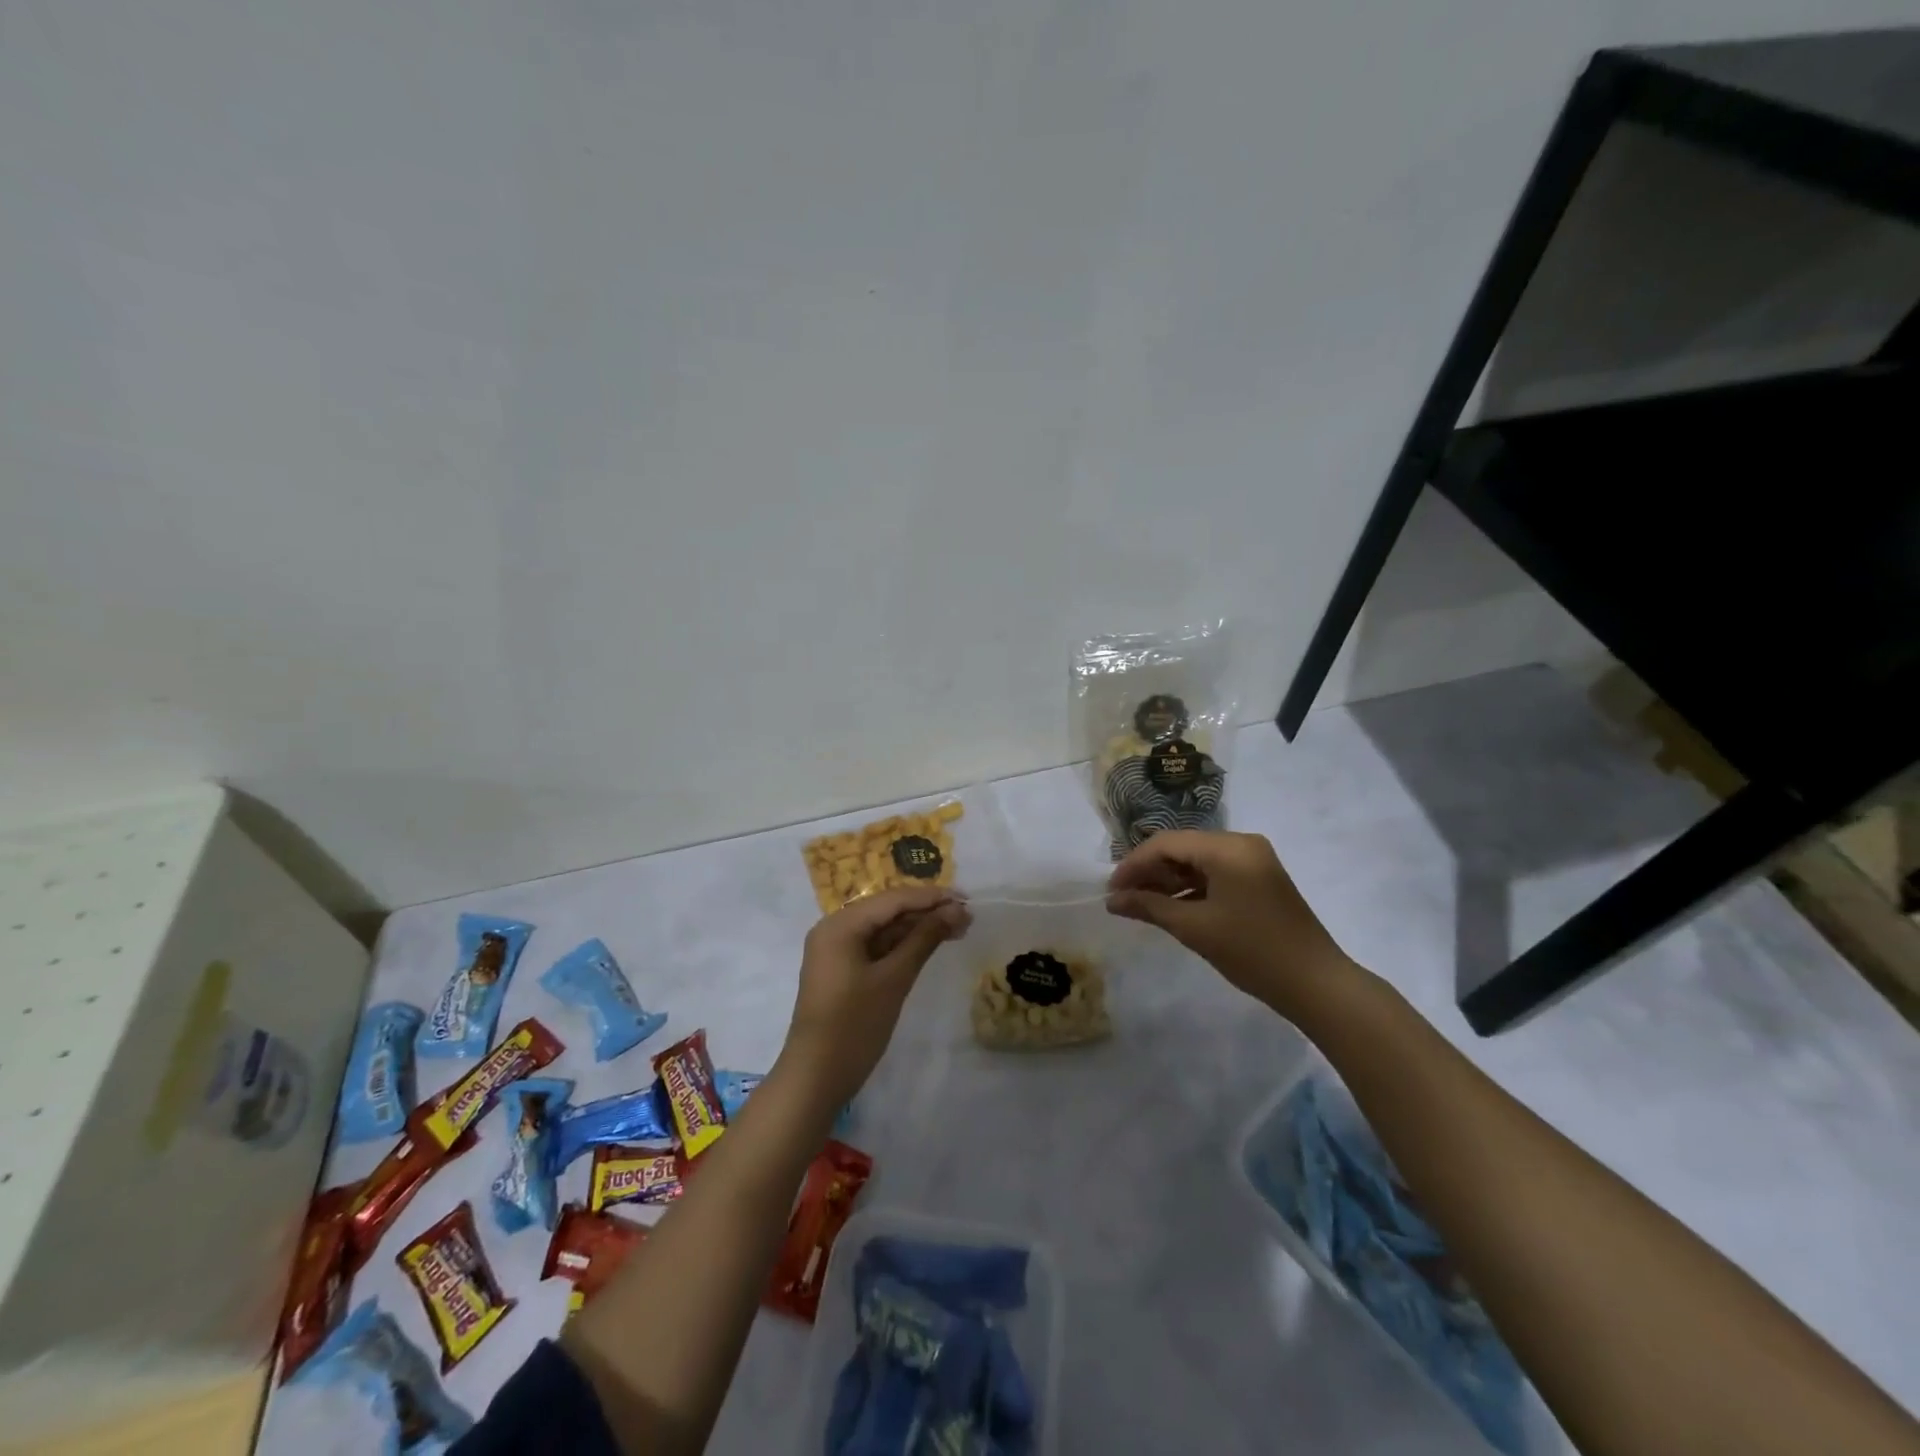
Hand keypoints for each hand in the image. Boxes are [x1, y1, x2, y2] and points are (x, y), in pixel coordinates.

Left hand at [782, 885, 970, 1105]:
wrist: (816, 1078)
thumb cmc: (855, 1025)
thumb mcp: (894, 979)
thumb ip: (924, 939)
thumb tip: (955, 910)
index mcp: (841, 924)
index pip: (893, 900)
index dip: (931, 897)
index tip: (967, 899)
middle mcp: (835, 929)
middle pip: (887, 911)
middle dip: (927, 912)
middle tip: (967, 917)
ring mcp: (836, 951)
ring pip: (883, 930)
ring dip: (918, 929)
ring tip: (958, 929)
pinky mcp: (842, 971)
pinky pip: (876, 948)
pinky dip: (902, 947)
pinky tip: (929, 946)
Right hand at [1107, 830, 1360, 1019]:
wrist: (1316, 983)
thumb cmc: (1252, 952)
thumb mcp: (1194, 928)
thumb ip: (1149, 907)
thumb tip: (1112, 900)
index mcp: (1228, 848)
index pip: (1167, 843)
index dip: (1134, 864)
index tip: (1111, 891)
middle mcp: (1241, 843)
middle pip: (1182, 847)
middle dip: (1150, 870)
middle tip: (1123, 898)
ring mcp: (1254, 859)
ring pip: (1197, 860)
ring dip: (1168, 879)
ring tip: (1142, 904)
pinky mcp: (1259, 877)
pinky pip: (1215, 872)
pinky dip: (1191, 887)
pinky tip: (1172, 907)